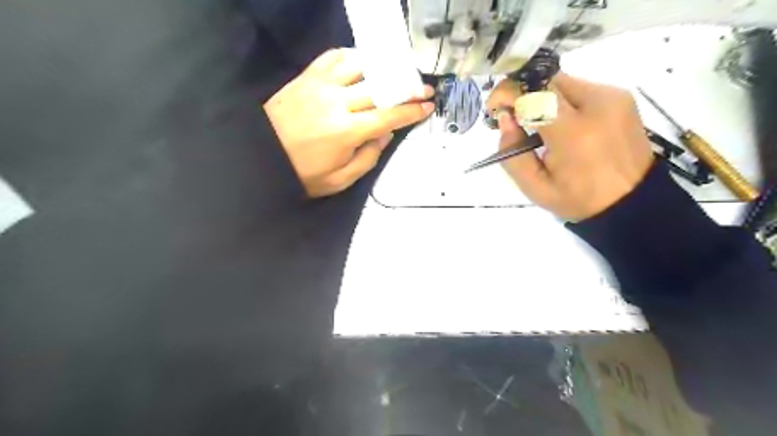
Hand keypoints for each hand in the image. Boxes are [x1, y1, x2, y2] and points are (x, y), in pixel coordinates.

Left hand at [262, 48, 433, 195]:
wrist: (260, 157)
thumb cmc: (303, 174)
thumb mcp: (340, 180)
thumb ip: (368, 158)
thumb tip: (385, 134)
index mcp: (346, 131)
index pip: (388, 115)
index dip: (411, 110)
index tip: (428, 105)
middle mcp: (336, 102)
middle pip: (380, 87)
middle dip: (406, 87)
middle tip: (422, 88)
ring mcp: (320, 85)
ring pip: (360, 66)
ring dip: (382, 68)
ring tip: (395, 74)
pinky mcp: (306, 77)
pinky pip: (333, 56)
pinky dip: (351, 56)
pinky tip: (361, 63)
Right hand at [487, 73, 650, 220]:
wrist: (633, 201)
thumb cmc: (579, 199)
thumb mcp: (535, 188)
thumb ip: (511, 154)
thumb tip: (505, 119)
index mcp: (574, 133)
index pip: (534, 93)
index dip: (507, 92)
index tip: (494, 108)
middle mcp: (597, 104)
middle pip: (547, 80)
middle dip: (521, 92)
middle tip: (510, 115)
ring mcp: (613, 97)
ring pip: (562, 82)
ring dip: (540, 97)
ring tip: (535, 124)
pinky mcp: (621, 96)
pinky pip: (579, 89)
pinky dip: (560, 101)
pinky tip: (559, 124)